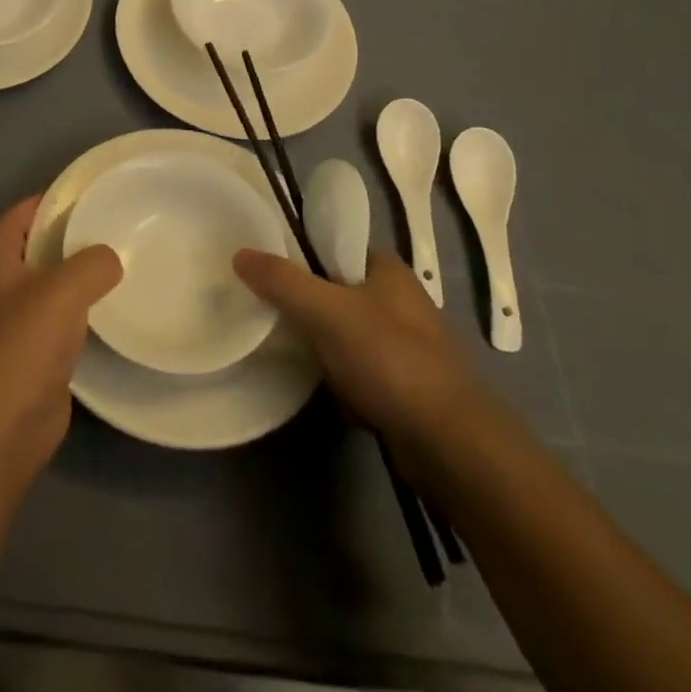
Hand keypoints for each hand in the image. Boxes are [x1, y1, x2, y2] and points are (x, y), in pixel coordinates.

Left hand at [0, 196, 122, 469]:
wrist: (7, 424)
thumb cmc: (26, 343)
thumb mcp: (64, 288)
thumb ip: (92, 263)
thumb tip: (110, 259)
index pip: (16, 217)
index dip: (44, 201)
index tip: (81, 194)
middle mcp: (1, 290)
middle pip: (34, 250)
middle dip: (66, 236)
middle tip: (108, 226)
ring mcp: (15, 326)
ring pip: (50, 287)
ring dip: (77, 276)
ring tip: (118, 262)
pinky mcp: (34, 356)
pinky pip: (61, 321)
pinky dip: (82, 311)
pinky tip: (112, 310)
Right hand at [233, 248, 484, 458]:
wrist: (450, 444)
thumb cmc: (388, 359)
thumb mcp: (326, 311)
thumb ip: (282, 281)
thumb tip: (240, 254)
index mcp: (388, 269)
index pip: (335, 247)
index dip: (302, 256)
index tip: (269, 272)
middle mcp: (400, 302)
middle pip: (336, 294)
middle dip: (310, 313)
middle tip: (277, 320)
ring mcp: (406, 347)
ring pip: (346, 338)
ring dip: (326, 353)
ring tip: (304, 363)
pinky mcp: (406, 388)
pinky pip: (361, 376)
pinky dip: (346, 387)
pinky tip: (338, 400)